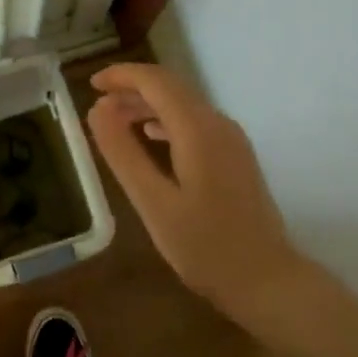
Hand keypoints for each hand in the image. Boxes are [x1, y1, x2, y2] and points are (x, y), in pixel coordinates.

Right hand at [86, 63, 297, 323]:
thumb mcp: (152, 201)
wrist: (266, 281)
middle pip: (171, 88)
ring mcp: (232, 140)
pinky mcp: (235, 156)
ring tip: (114, 122)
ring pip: (183, 105)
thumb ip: (123, 152)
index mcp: (198, 130)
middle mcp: (218, 124)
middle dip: (132, 89)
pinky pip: (195, 123)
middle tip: (97, 105)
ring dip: (147, 105)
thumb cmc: (204, 246)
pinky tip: (149, 138)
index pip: (156, 81)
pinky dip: (165, 122)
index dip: (121, 76)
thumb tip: (98, 109)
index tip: (91, 85)